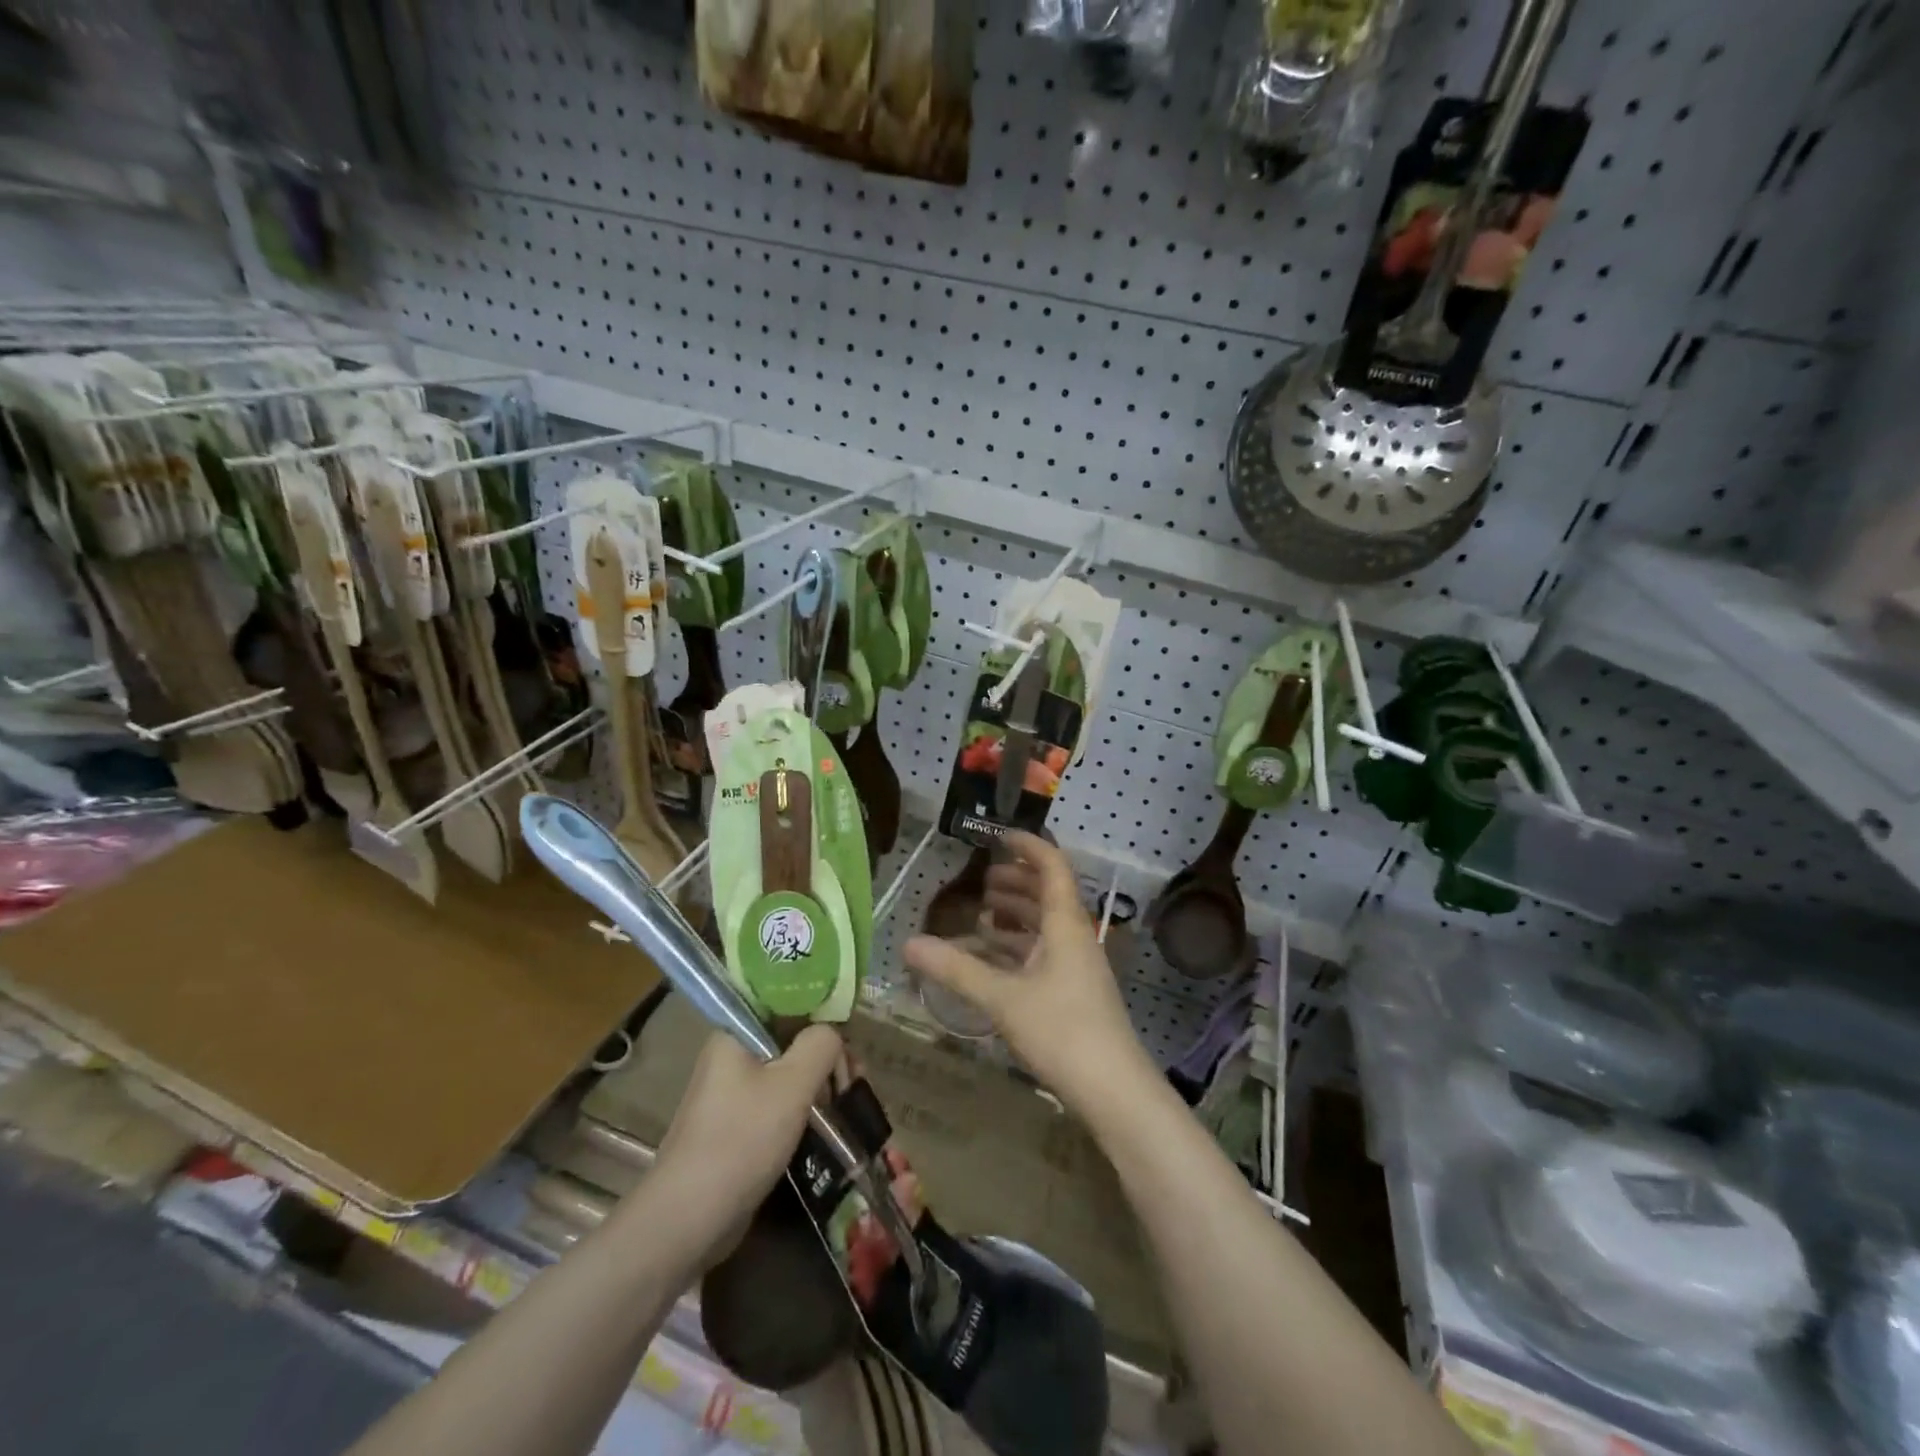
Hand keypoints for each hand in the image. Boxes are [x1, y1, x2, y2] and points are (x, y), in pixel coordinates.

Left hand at [649, 1025, 841, 1260]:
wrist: (688, 1219)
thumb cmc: (742, 1139)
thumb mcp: (793, 1084)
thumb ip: (821, 1045)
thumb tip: (833, 1034)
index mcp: (735, 1033)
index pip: (785, 1002)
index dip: (822, 1013)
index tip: (850, 1036)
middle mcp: (730, 1055)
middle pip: (789, 1038)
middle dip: (826, 1054)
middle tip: (856, 1077)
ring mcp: (731, 1093)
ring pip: (786, 1072)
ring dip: (818, 1082)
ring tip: (848, 1100)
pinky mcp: (736, 1126)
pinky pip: (777, 1101)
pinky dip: (803, 1106)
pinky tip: (827, 1121)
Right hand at [904, 832, 1149, 1112]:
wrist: (1115, 1091)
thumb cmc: (1062, 1031)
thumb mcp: (1003, 998)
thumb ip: (956, 969)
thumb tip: (908, 944)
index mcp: (1066, 924)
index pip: (1052, 866)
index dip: (1028, 845)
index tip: (998, 836)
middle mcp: (1075, 937)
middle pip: (1048, 894)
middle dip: (1017, 881)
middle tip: (982, 880)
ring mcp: (1078, 967)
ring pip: (1046, 927)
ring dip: (1017, 915)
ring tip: (983, 916)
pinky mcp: (1074, 993)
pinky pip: (1044, 954)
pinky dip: (1019, 947)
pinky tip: (994, 960)